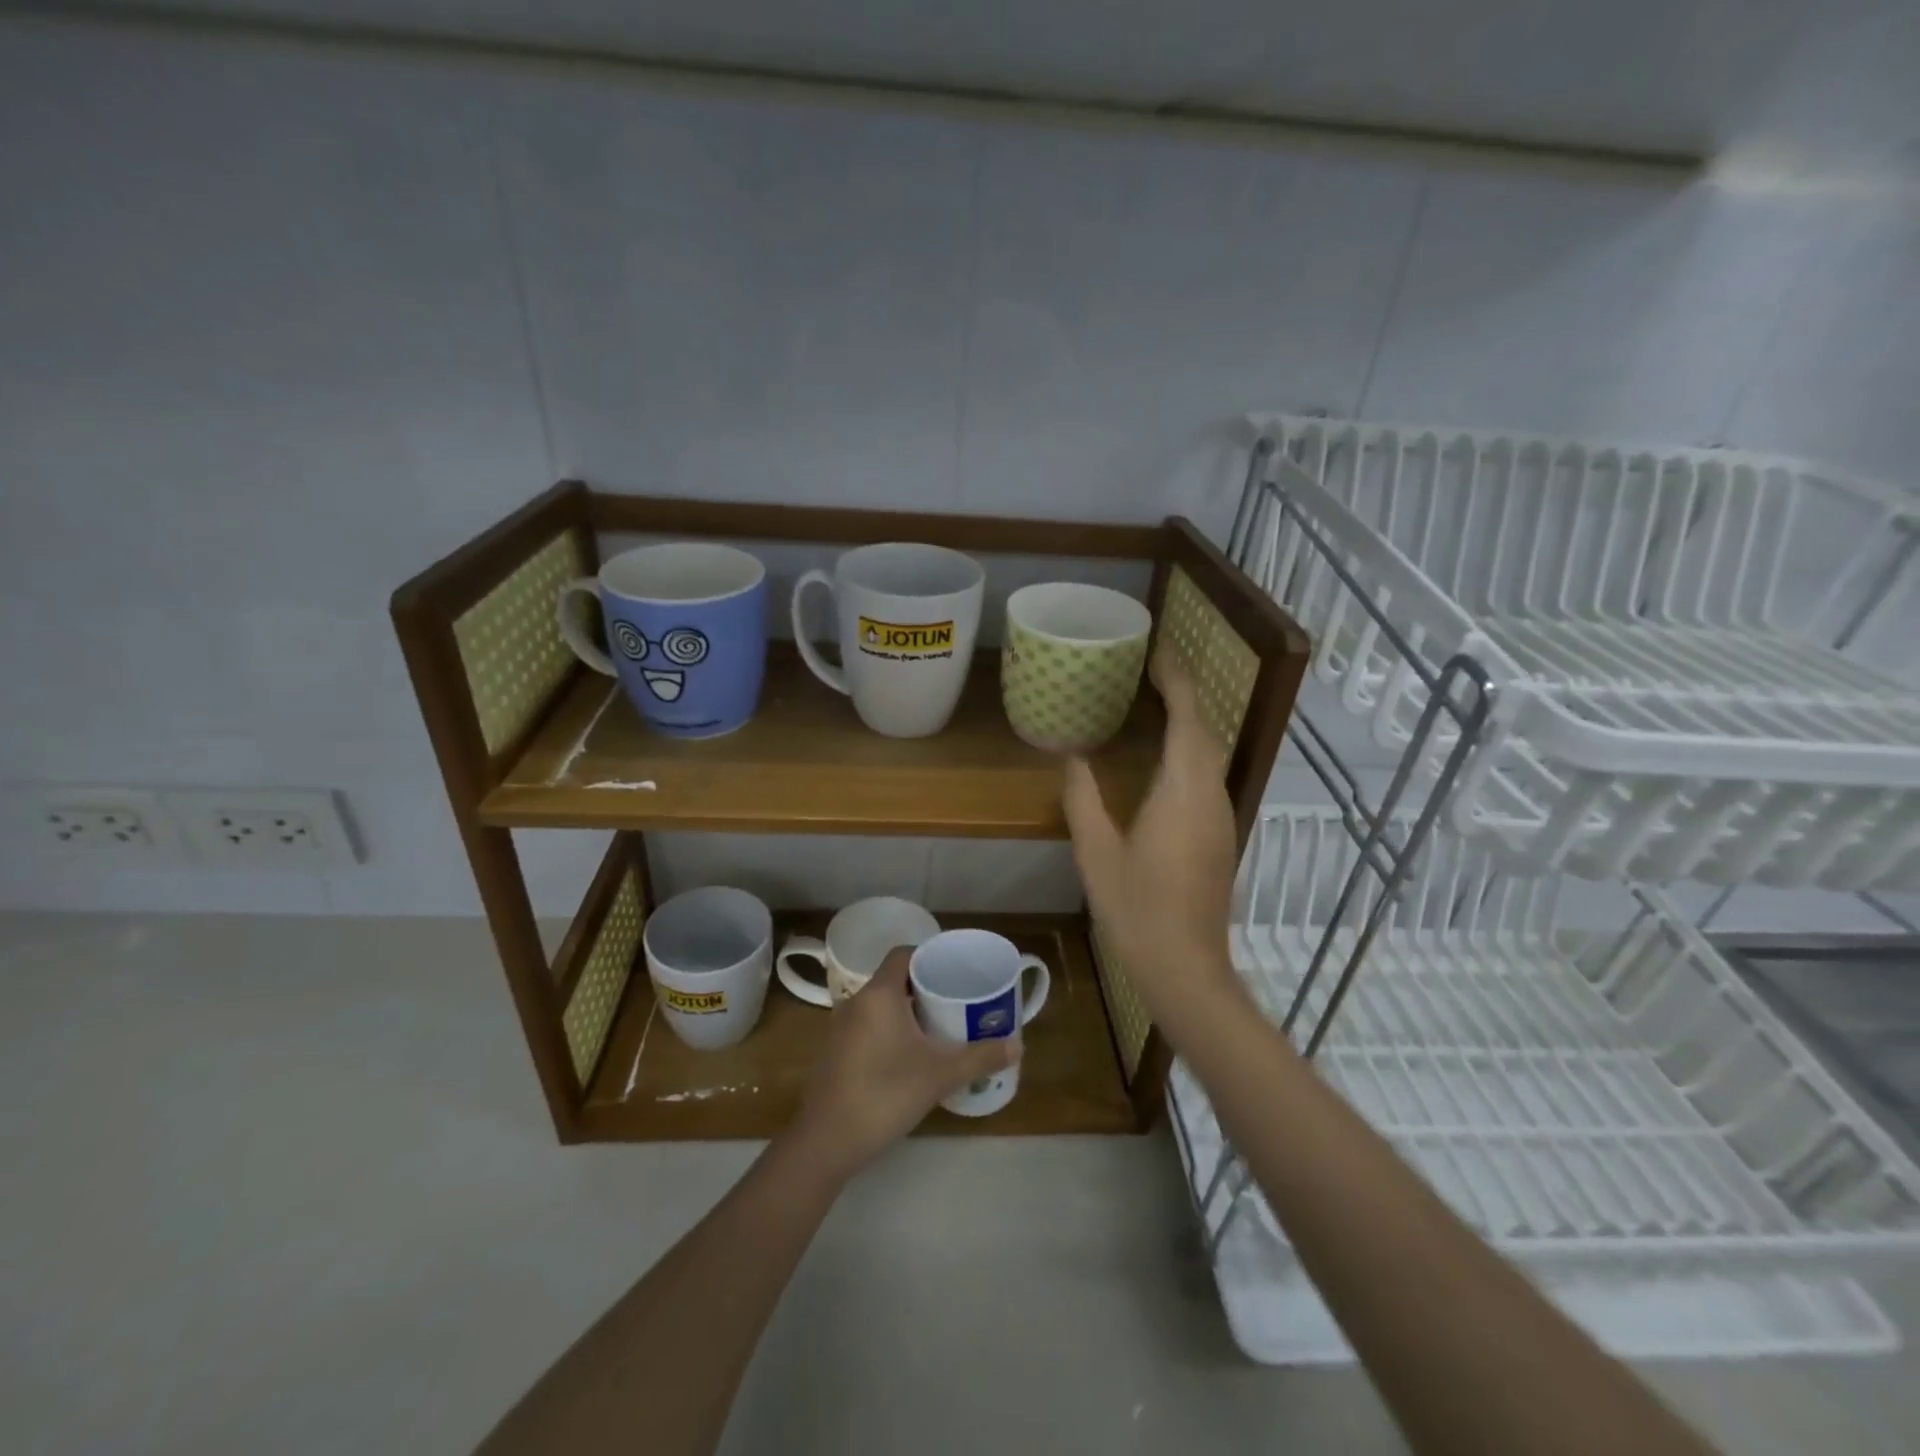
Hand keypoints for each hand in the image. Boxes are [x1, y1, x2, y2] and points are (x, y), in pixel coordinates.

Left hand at [790, 948, 1019, 1177]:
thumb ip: (980, 1057)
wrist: (826, 1141)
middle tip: (956, 1000)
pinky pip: (868, 1026)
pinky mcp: (835, 1052)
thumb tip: (1018, 1046)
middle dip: (925, 987)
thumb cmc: (884, 1094)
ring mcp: (841, 1028)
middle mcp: (856, 1002)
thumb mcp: (939, 1076)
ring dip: (907, 1010)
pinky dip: (890, 1029)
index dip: (929, 956)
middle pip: (894, 979)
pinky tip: (910, 1054)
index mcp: (879, 994)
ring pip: (880, 1005)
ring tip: (940, 1026)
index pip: (904, 955)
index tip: (955, 970)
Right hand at [1063, 651, 1240, 1019]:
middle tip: (1148, 674)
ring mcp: (1221, 816)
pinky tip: (1162, 760)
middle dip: (1183, 695)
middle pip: (1205, 729)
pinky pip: (1206, 776)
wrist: (1185, 966)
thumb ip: (1083, 798)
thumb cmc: (1137, 908)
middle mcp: (1211, 795)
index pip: (1189, 717)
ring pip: (1210, 753)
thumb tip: (1072, 757)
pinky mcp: (1219, 835)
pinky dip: (1189, 752)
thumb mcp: (1097, 851)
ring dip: (1188, 723)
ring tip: (1153, 705)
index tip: (1157, 653)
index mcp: (1183, 790)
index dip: (1176, 680)